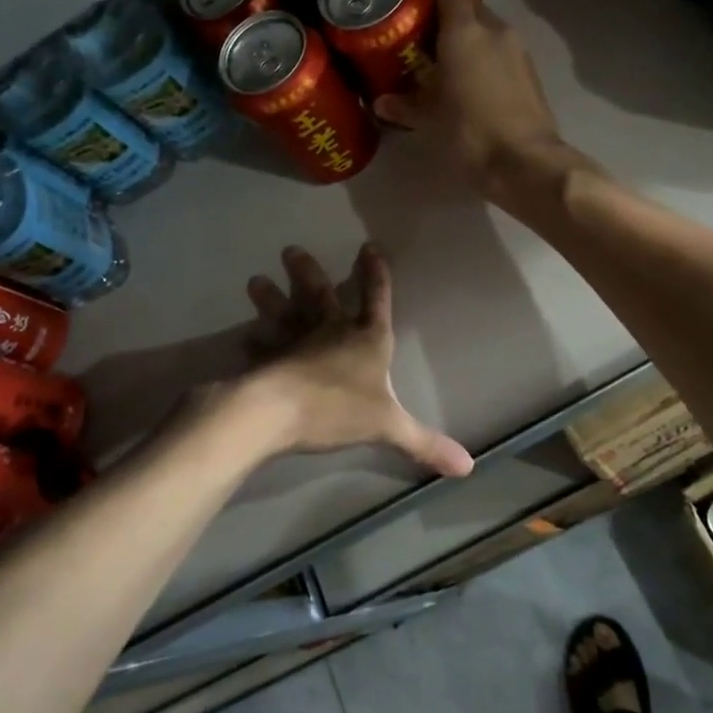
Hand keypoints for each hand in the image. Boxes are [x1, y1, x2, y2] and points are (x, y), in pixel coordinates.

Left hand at [236, 244, 471, 476]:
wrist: (281, 411)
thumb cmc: (338, 408)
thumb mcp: (388, 426)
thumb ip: (424, 443)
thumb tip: (468, 467)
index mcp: (366, 339)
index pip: (376, 299)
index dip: (375, 274)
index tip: (369, 246)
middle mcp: (331, 332)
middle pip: (321, 296)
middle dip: (308, 273)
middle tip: (290, 250)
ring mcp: (297, 343)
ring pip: (285, 314)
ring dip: (271, 299)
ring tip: (254, 281)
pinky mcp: (271, 361)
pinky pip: (264, 349)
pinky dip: (255, 344)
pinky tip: (244, 339)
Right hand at [372, 0, 574, 206]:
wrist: (525, 162)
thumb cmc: (470, 132)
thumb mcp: (429, 120)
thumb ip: (404, 105)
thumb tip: (381, 102)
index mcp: (466, 32)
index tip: (411, 0)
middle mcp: (496, 31)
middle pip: (470, 9)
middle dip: (447, 18)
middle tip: (421, 37)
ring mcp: (519, 52)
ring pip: (488, 32)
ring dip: (468, 40)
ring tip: (444, 62)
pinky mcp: (531, 74)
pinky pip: (502, 54)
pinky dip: (485, 60)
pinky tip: (470, 83)